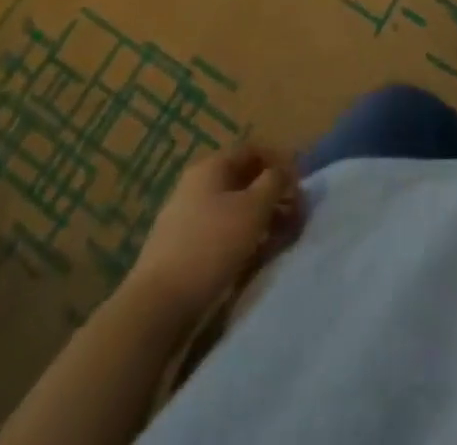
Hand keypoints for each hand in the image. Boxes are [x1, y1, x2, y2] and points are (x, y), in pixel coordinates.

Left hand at [131, 145, 299, 317]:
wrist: (156, 307)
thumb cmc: (211, 245)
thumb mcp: (253, 208)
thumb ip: (275, 182)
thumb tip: (283, 171)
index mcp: (211, 167)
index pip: (253, 150)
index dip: (280, 162)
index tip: (299, 185)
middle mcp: (196, 185)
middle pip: (243, 179)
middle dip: (272, 195)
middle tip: (294, 216)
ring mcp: (185, 217)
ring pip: (232, 208)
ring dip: (259, 219)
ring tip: (278, 240)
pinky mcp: (181, 249)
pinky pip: (219, 232)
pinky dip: (241, 238)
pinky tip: (252, 257)